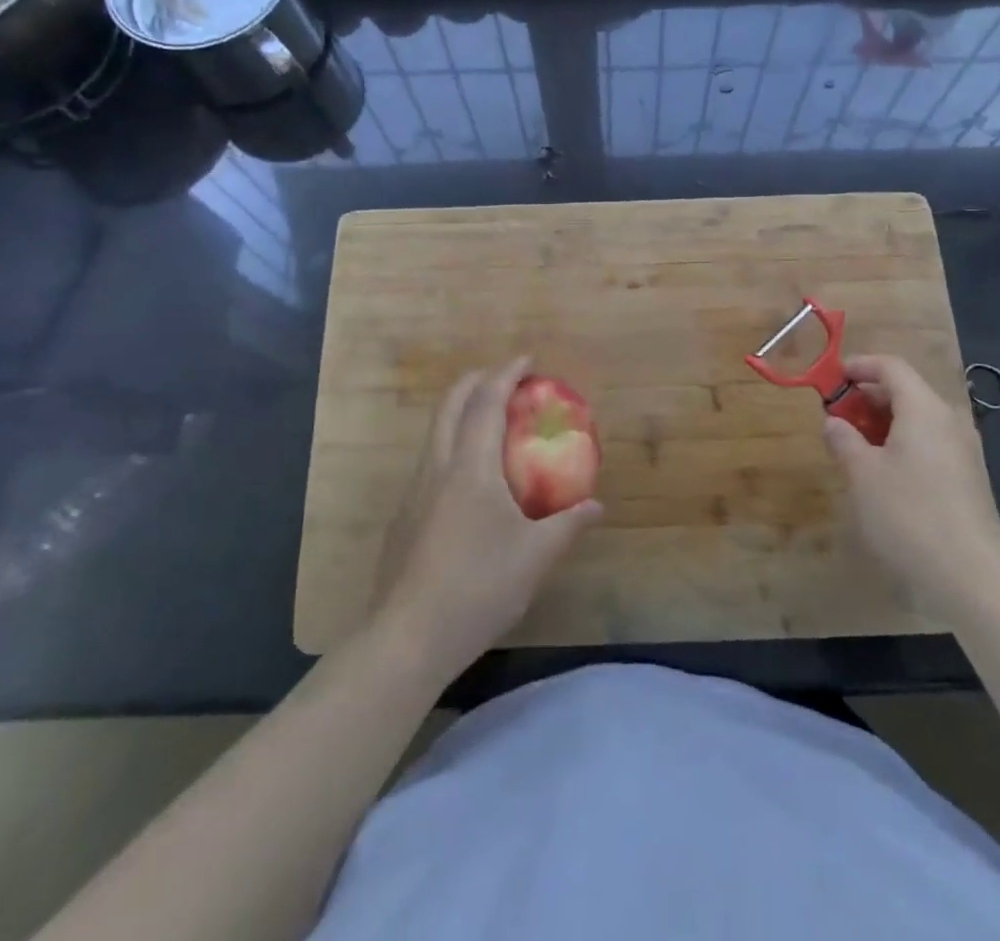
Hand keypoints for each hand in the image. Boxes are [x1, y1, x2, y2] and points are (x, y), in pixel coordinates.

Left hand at [371, 357, 602, 677]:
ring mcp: (413, 493)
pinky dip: (453, 446)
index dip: (506, 374)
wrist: (407, 638)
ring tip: (491, 424)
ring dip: (461, 413)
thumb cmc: (478, 587)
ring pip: (435, 432)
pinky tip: (470, 482)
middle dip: (477, 380)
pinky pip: (430, 462)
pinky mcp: (403, 518)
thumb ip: (568, 525)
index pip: (486, 402)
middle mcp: (437, 468)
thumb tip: (596, 505)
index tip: (527, 360)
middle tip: (505, 379)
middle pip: (450, 404)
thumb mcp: (535, 557)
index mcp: (470, 467)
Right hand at [823, 354, 999, 618]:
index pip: (892, 367)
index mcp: (924, 409)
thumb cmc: (909, 515)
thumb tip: (834, 422)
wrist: (973, 579)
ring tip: (853, 446)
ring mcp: (963, 451)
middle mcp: (949, 421)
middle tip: (836, 417)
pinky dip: (902, 444)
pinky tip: (882, 474)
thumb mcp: (862, 474)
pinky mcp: (968, 479)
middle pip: (906, 391)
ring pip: (918, 420)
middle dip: (867, 398)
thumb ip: (844, 440)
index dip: (859, 366)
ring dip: (883, 423)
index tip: (831, 379)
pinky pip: (929, 444)